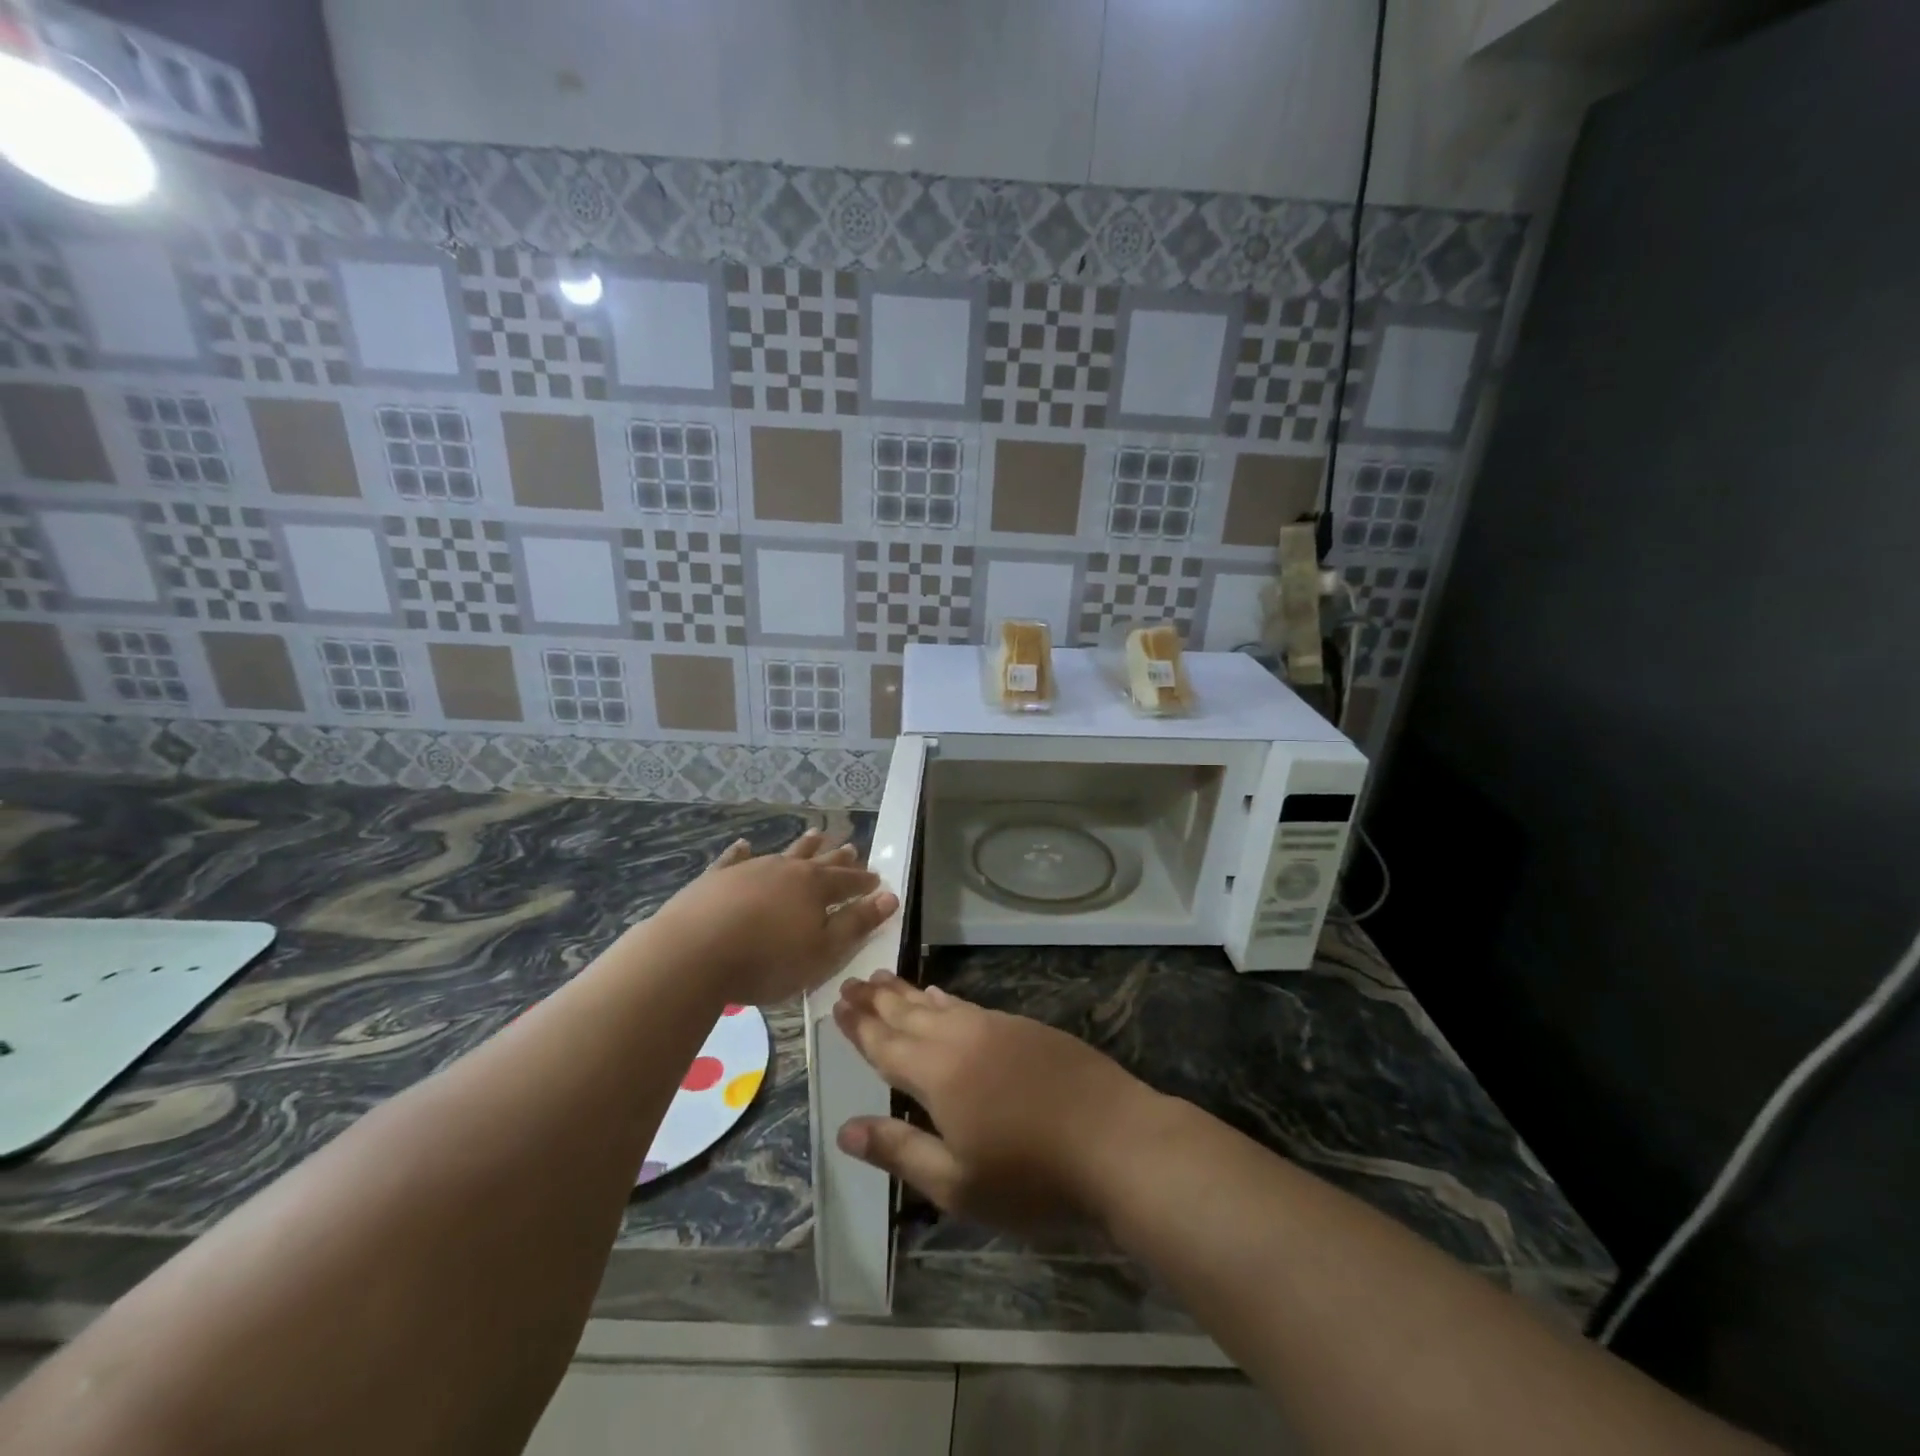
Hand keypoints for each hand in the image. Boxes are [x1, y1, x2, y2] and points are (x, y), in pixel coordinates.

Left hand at [645, 830, 897, 1006]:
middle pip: (819, 861)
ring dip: (802, 846)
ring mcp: (750, 870)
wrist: (694, 952)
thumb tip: (889, 897)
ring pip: (783, 854)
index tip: (877, 880)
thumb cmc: (768, 959)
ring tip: (815, 834)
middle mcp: (786, 870)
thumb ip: (856, 923)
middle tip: (851, 847)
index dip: (864, 882)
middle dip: (837, 857)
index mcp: (815, 887)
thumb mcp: (823, 950)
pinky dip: (742, 852)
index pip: (849, 881)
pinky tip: (744, 845)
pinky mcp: (716, 878)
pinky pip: (734, 859)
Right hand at [832, 971, 1160, 1231]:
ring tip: (887, 978)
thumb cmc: (1031, 1176)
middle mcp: (963, 1039)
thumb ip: (900, 1151)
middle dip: (878, 999)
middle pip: (909, 1014)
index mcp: (938, 1073)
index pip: (886, 1044)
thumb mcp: (957, 1183)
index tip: (838, 1002)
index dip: (860, 1025)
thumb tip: (846, 1129)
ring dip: (910, 993)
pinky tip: (943, 997)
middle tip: (853, 980)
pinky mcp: (1027, 1029)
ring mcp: (999, 1028)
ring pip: (941, 1005)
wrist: (1116, 1142)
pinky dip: (947, 1000)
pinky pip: (971, 1006)